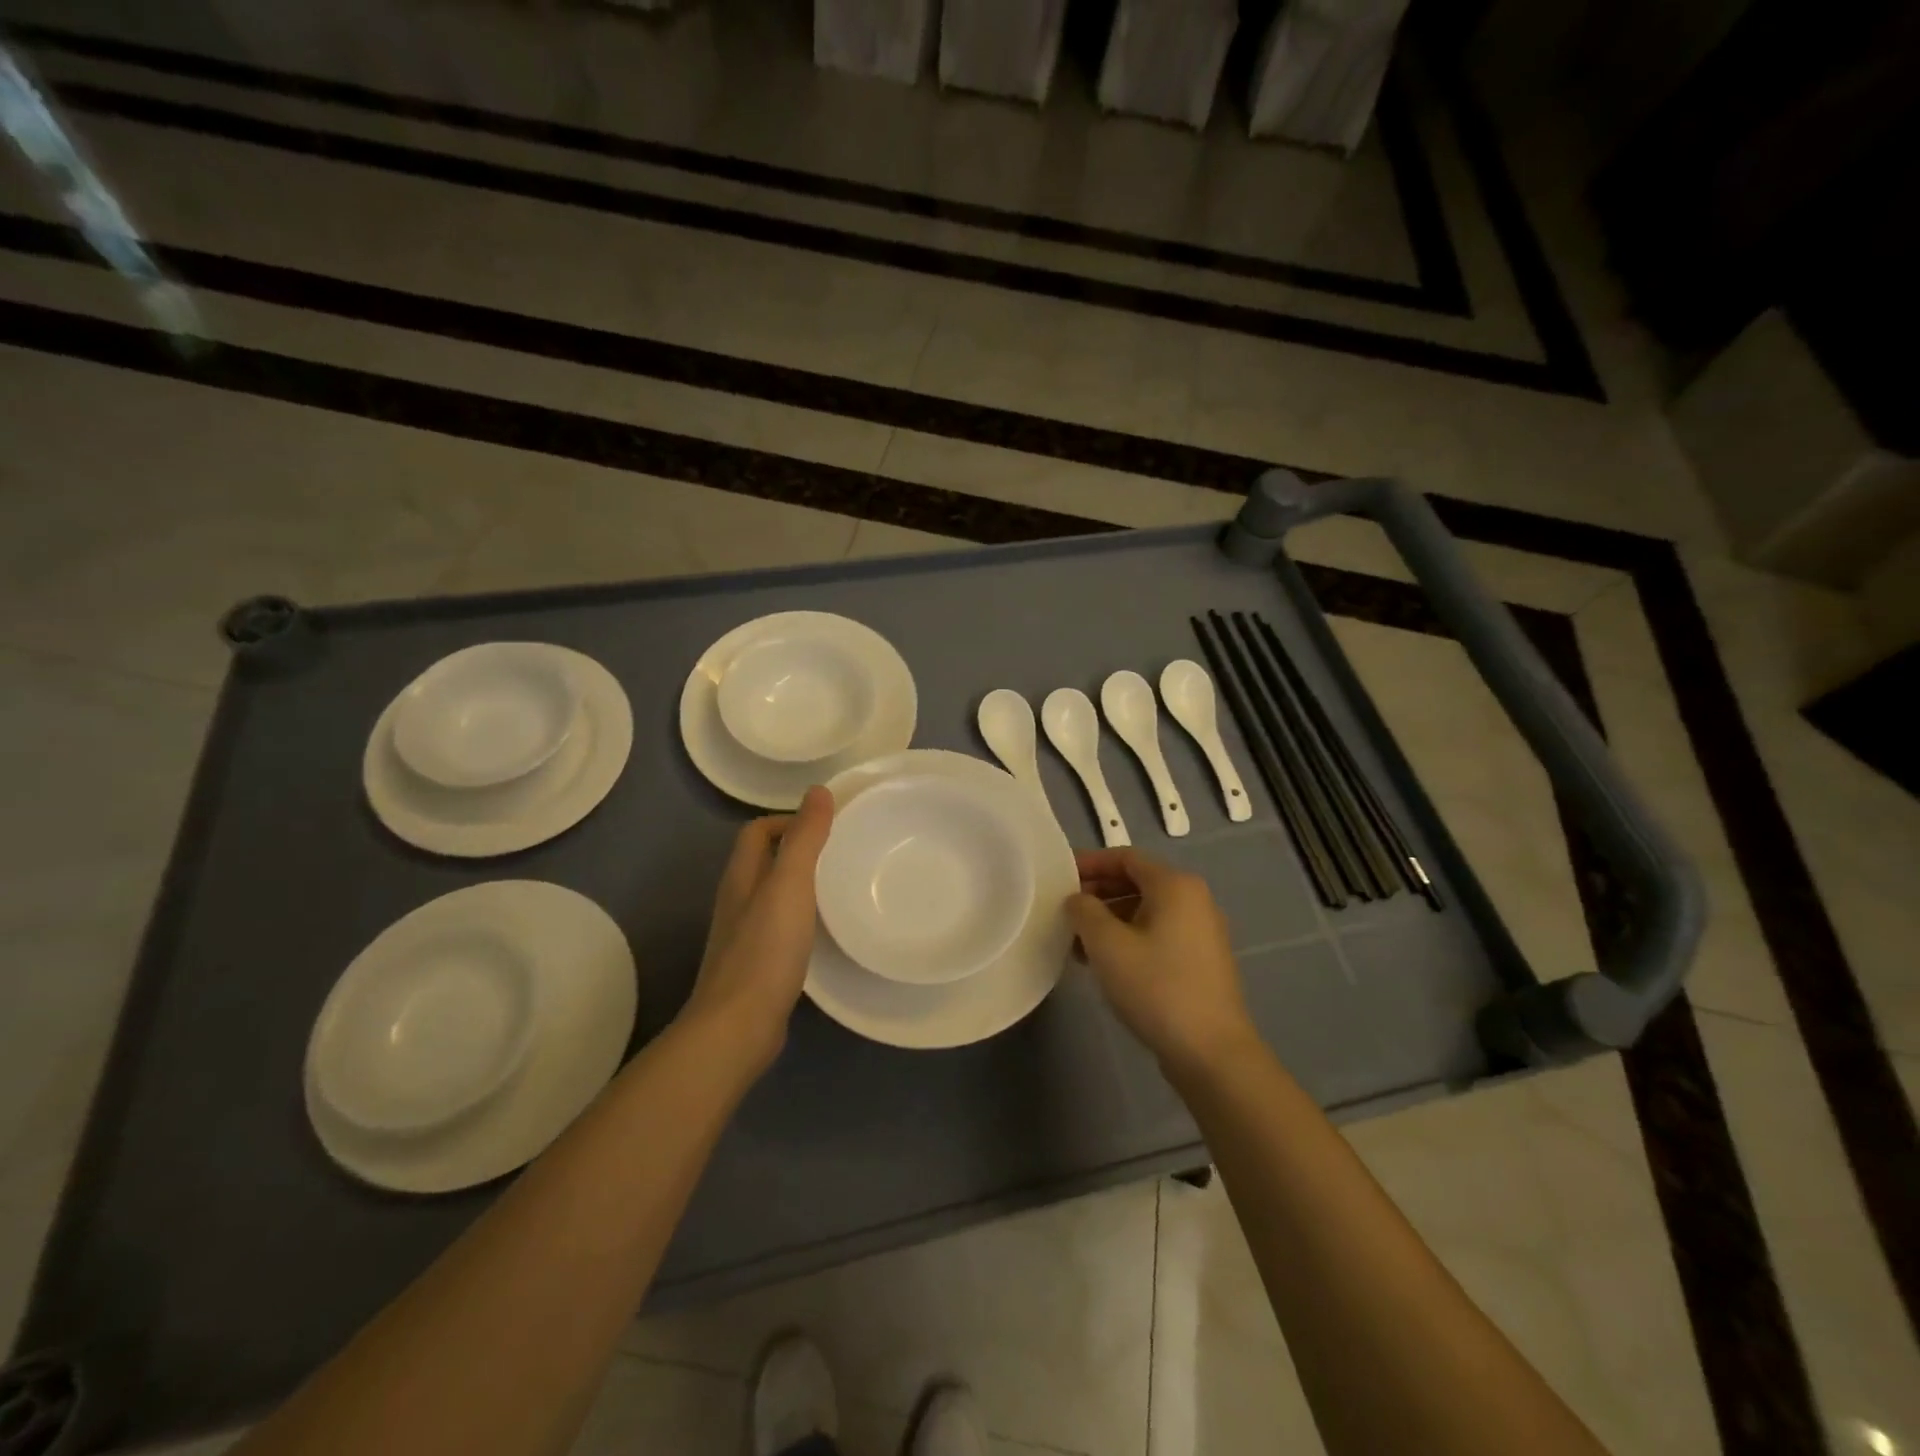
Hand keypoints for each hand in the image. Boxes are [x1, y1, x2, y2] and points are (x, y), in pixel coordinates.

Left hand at [682, 786, 833, 1075]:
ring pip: (772, 896)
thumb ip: (805, 838)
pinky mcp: (755, 966)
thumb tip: (818, 791)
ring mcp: (743, 936)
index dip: (787, 821)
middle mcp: (737, 901)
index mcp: (741, 877)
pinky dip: (800, 919)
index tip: (826, 829)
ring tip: (838, 888)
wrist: (738, 1026)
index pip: (757, 831)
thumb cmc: (765, 949)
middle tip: (840, 855)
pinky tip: (823, 932)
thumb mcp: (790, 885)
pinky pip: (779, 928)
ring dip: (800, 886)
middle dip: (797, 851)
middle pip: (763, 862)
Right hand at [1067, 849, 1257, 1074]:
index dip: (1090, 863)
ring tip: (1078, 944)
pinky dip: (1129, 939)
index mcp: (1175, 885)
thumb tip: (1078, 899)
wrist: (1212, 1053)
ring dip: (1110, 920)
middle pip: (1137, 882)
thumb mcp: (1107, 945)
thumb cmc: (1156, 987)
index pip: (1125, 857)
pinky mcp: (1201, 961)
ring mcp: (1201, 932)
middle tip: (1064, 912)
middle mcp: (1194, 900)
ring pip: (1145, 911)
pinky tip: (1105, 964)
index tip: (1059, 878)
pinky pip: (1158, 934)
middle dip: (1098, 894)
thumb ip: (1084, 911)